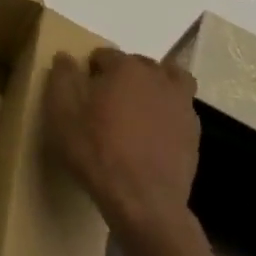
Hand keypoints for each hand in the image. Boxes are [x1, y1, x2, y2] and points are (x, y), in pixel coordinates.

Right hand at [46, 47, 199, 239]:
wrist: (143, 201)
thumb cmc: (97, 150)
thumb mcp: (62, 112)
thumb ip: (62, 76)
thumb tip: (65, 56)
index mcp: (125, 67)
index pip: (104, 54)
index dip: (90, 70)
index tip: (82, 92)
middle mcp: (157, 77)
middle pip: (138, 64)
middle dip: (123, 75)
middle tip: (107, 101)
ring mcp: (181, 105)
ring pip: (170, 80)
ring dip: (155, 86)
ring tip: (139, 109)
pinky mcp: (193, 133)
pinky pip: (180, 110)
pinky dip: (168, 114)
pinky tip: (154, 135)